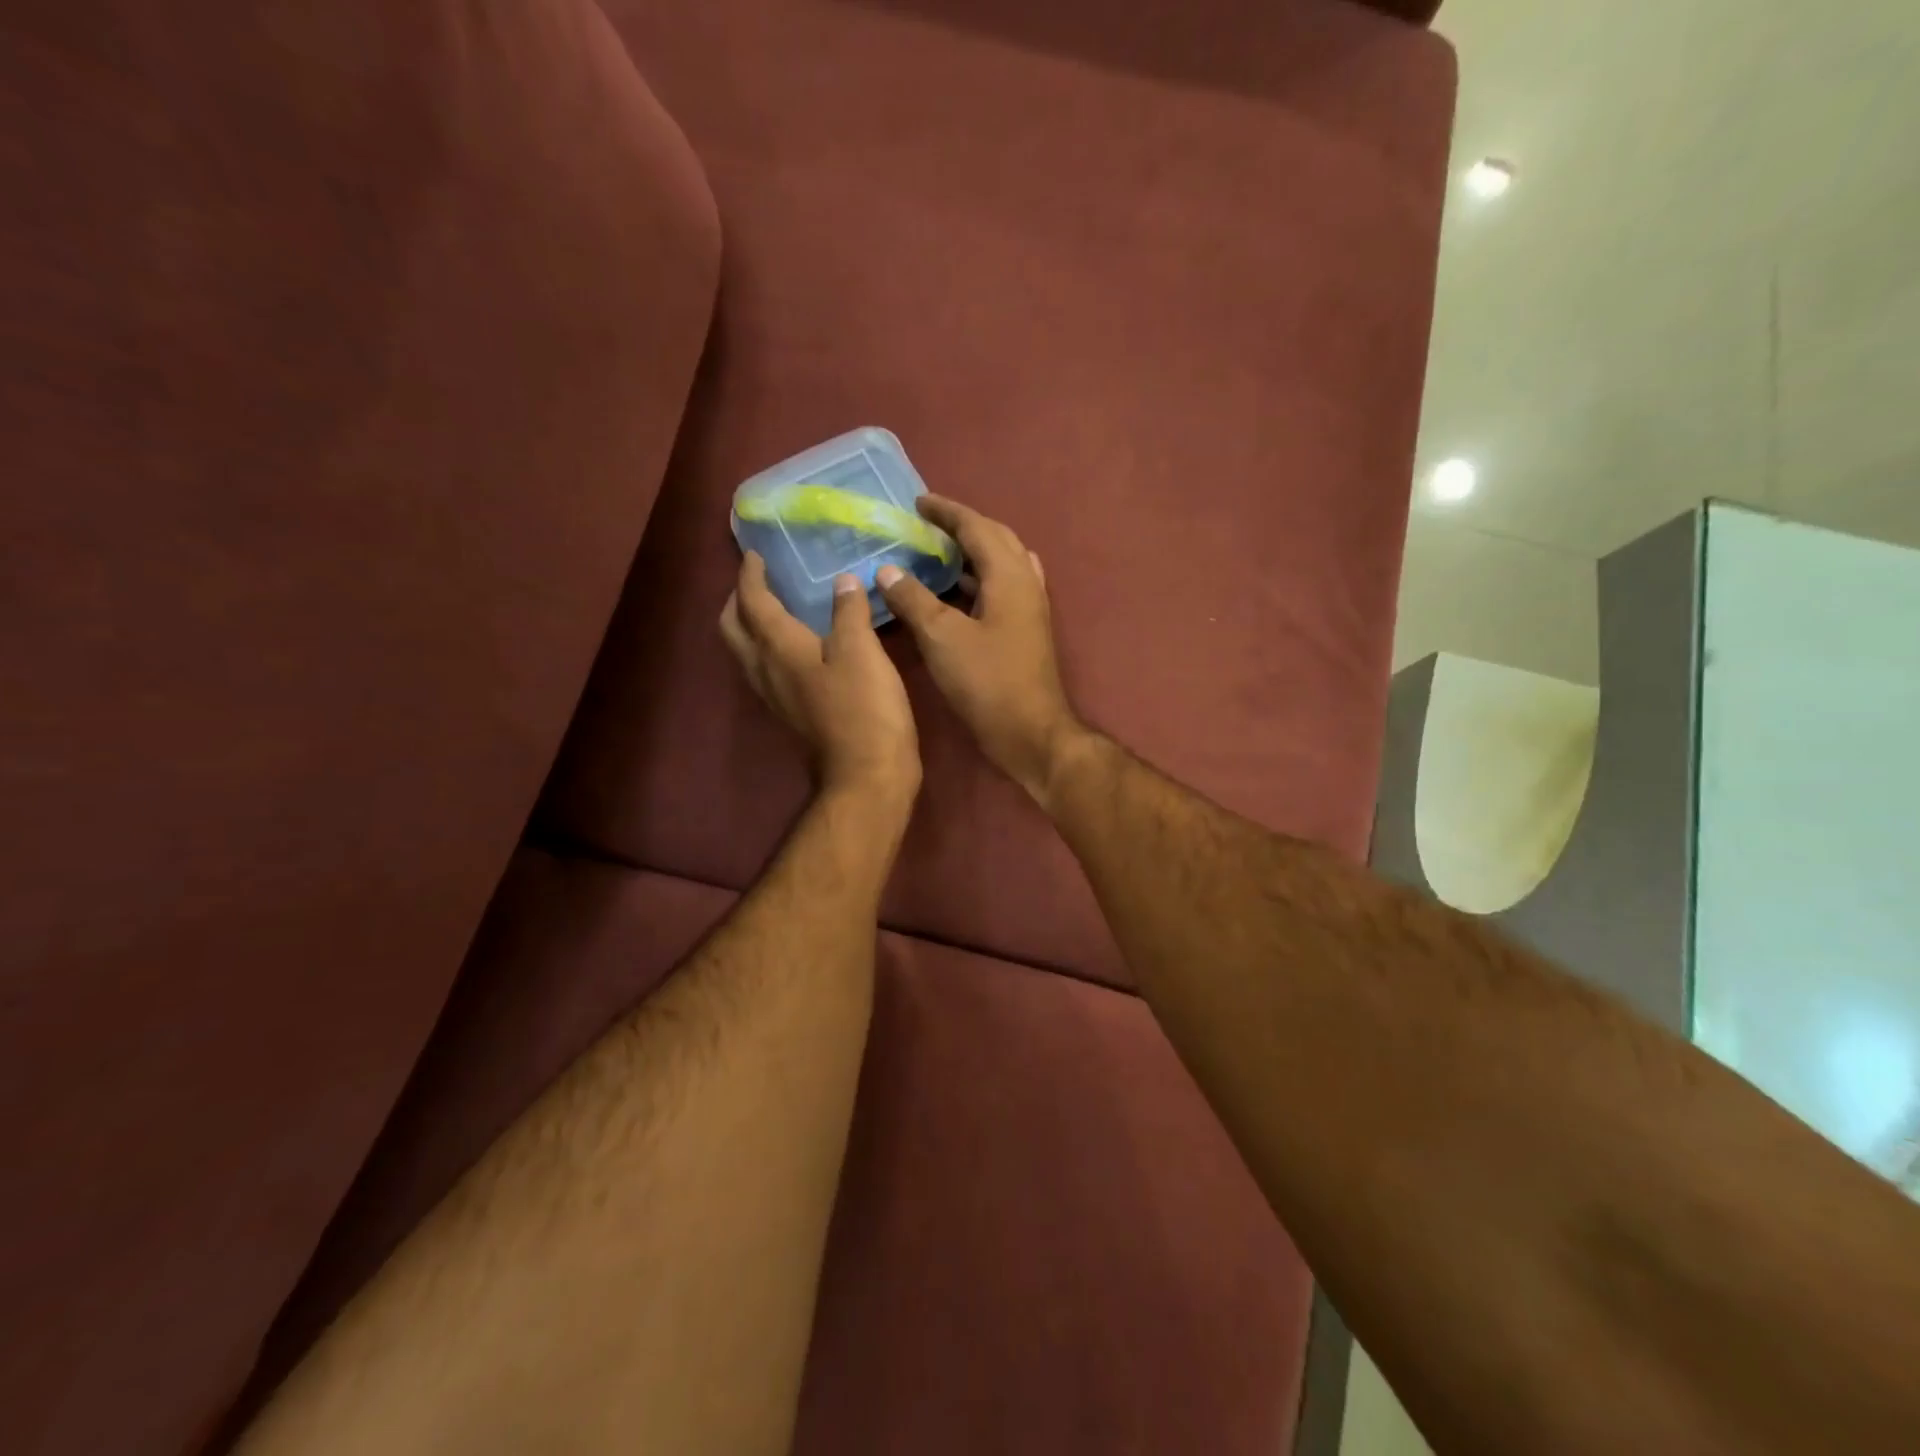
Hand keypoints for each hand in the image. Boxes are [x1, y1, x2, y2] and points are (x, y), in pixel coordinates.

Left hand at [721, 553, 920, 808]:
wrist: (866, 774)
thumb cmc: (865, 708)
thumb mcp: (862, 651)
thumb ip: (849, 612)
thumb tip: (843, 582)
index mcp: (778, 647)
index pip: (752, 601)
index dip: (750, 574)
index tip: (754, 554)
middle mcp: (765, 669)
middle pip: (733, 627)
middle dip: (738, 599)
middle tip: (756, 580)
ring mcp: (775, 695)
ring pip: (746, 651)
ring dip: (749, 624)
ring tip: (772, 607)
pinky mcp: (791, 712)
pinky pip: (766, 669)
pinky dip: (770, 647)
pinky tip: (797, 646)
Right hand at [876, 496, 1088, 803]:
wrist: (1031, 732)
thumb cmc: (987, 682)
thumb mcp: (942, 638)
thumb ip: (913, 599)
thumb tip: (888, 570)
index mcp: (1009, 575)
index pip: (977, 527)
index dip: (946, 512)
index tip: (918, 503)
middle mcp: (1026, 583)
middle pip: (996, 539)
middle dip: (963, 527)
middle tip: (928, 526)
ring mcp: (1030, 609)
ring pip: (1002, 565)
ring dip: (972, 554)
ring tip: (937, 554)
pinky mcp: (1027, 632)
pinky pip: (1002, 589)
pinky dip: (978, 581)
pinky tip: (956, 595)